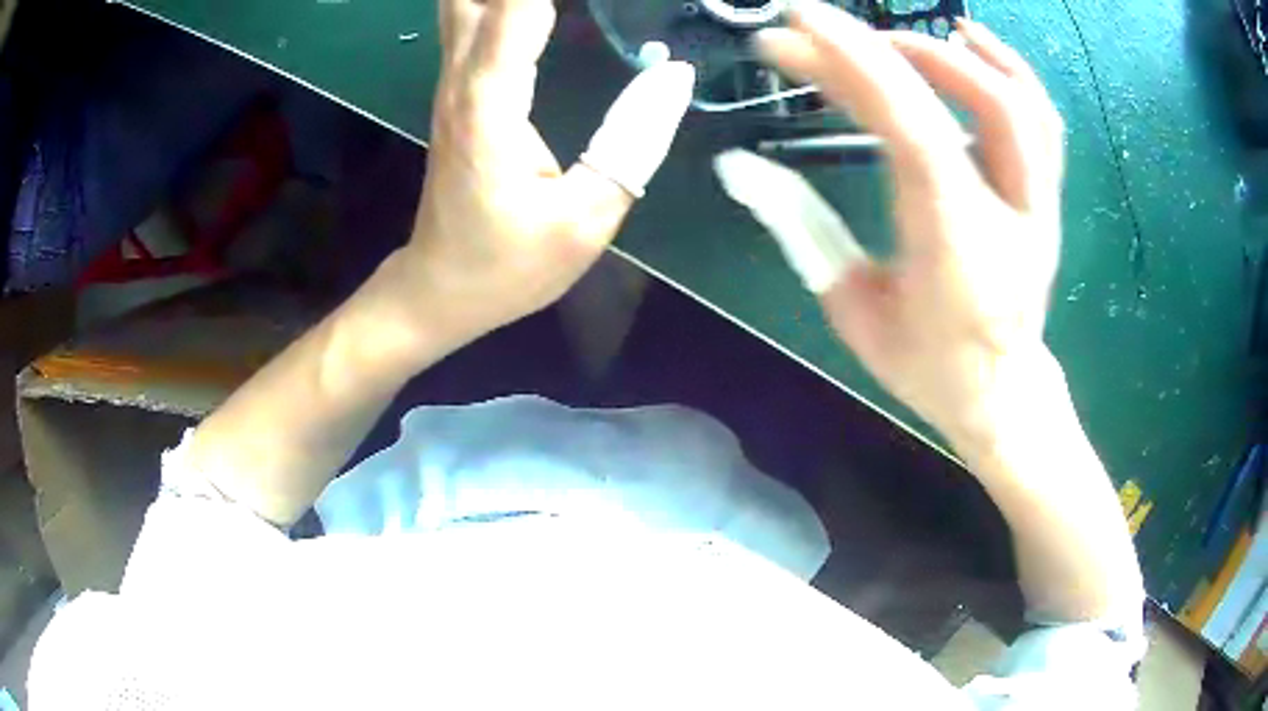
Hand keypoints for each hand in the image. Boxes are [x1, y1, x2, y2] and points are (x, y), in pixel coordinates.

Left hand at [398, 0, 694, 344]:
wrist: (441, 288)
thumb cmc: (507, 265)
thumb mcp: (584, 221)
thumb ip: (631, 144)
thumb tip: (673, 76)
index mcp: (489, 103)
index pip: (517, 7)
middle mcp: (463, 79)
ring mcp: (454, 82)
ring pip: (466, 0)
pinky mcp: (459, 89)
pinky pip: (474, 19)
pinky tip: (524, 0)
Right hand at [715, 5, 1064, 442]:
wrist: (1001, 395)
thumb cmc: (926, 366)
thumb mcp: (854, 310)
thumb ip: (801, 229)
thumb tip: (739, 166)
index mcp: (957, 247)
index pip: (915, 131)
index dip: (858, 65)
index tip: (799, 24)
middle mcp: (1012, 215)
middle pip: (978, 103)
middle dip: (892, 51)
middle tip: (823, 35)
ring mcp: (1039, 202)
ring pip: (1019, 102)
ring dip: (951, 53)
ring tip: (893, 34)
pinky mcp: (1047, 196)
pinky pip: (1041, 119)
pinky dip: (1007, 68)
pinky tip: (969, 40)